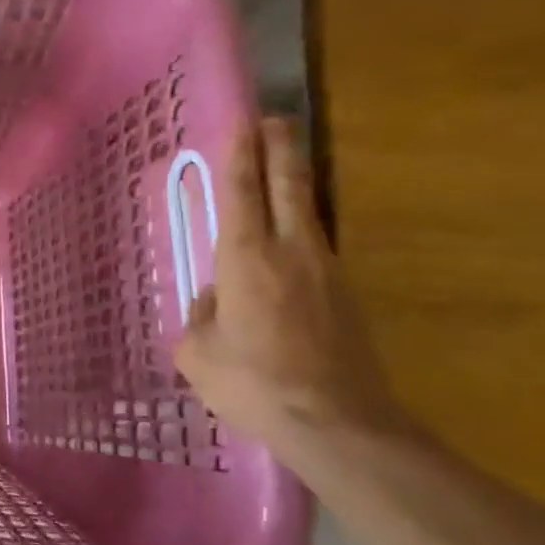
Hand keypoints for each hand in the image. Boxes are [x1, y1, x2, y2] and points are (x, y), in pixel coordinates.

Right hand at [175, 118, 406, 453]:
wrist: (338, 424)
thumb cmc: (253, 382)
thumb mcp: (198, 352)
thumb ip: (201, 316)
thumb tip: (216, 301)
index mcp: (246, 257)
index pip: (242, 191)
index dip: (240, 153)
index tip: (243, 120)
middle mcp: (290, 251)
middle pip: (288, 185)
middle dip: (280, 149)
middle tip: (275, 120)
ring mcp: (326, 272)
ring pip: (307, 214)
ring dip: (295, 185)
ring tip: (282, 171)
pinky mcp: (346, 297)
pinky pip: (316, 250)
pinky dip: (300, 231)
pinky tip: (289, 247)